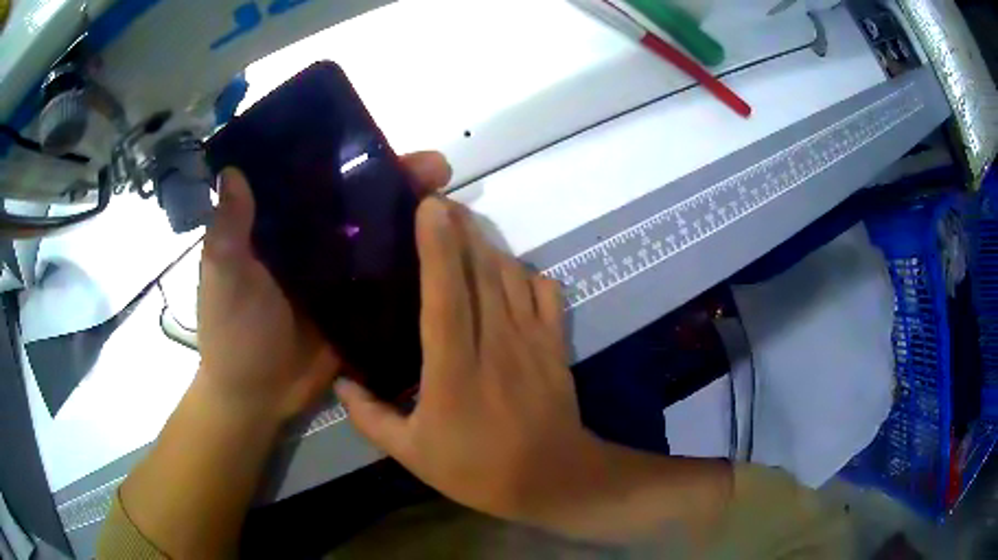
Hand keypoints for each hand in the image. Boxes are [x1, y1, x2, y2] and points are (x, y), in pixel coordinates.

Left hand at [197, 152, 452, 423]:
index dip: (349, 155)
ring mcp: (343, 275)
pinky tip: (449, 253)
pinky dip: (417, 265)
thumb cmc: (232, 331)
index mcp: (282, 225)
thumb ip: (228, 230)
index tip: (383, 141)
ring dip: (415, 220)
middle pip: (362, 201)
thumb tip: (233, 171)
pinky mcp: (362, 307)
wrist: (257, 396)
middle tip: (438, 169)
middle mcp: (316, 241)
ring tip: (454, 206)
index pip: (319, 178)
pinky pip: (393, 280)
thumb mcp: (223, 276)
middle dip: (399, 182)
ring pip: (383, 236)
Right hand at [335, 196, 603, 523]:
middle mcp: (495, 342)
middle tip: (440, 200)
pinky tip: (511, 270)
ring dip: (488, 244)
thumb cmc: (478, 469)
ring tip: (466, 224)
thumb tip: (341, 382)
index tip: (427, 206)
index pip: (444, 294)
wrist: (552, 478)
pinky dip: (527, 273)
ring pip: (511, 275)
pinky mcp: (556, 344)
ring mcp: (532, 340)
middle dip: (460, 228)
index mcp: (454, 369)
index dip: (436, 246)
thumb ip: (370, 418)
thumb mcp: (412, 454)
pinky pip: (546, 292)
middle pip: (480, 270)